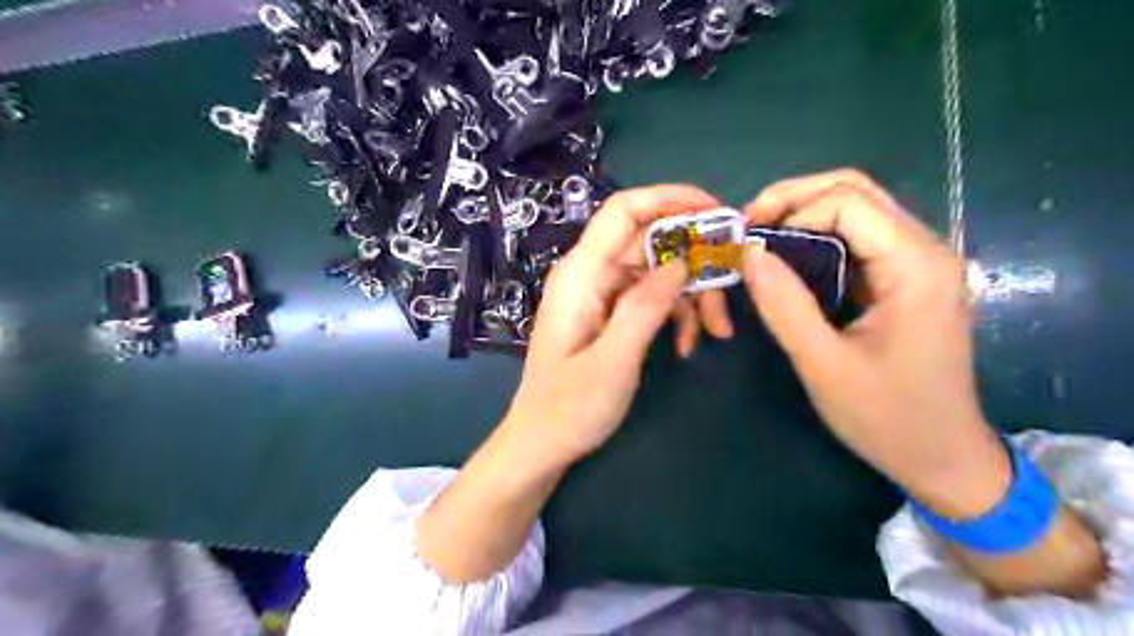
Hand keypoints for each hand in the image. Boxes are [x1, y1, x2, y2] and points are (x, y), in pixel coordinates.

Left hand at [508, 181, 715, 461]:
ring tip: (716, 332)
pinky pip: (650, 296)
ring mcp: (600, 293)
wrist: (542, 443)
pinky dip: (675, 313)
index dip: (670, 198)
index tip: (717, 212)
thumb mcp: (614, 360)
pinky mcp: (609, 312)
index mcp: (581, 274)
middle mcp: (590, 273)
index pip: (624, 210)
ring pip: (657, 271)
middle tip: (730, 289)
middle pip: (649, 241)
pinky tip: (687, 345)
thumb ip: (645, 306)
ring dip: (691, 294)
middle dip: (694, 261)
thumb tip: (680, 262)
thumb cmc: (570, 408)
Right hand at [746, 172, 1007, 517]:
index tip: (748, 242)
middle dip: (794, 198)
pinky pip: (859, 238)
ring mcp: (919, 263)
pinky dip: (817, 237)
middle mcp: (925, 250)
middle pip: (855, 190)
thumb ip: (784, 305)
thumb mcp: (823, 365)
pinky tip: (789, 258)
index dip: (790, 212)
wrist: (943, 457)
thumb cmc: (886, 417)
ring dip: (804, 214)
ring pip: (857, 208)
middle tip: (749, 226)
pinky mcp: (907, 279)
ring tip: (761, 239)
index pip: (847, 202)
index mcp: (915, 266)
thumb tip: (749, 252)